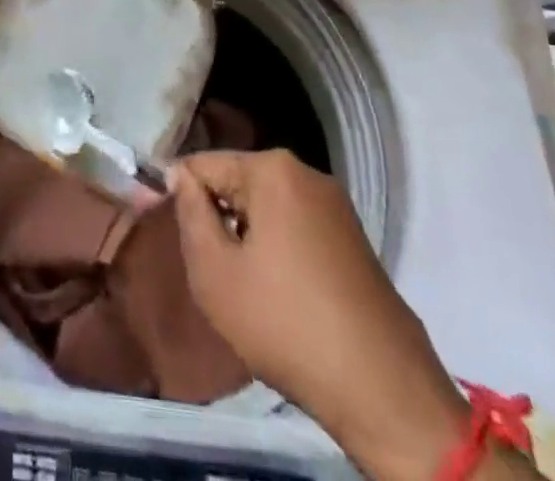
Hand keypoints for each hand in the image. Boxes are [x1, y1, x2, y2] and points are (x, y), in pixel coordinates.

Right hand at [171, 150, 473, 480]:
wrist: (383, 390)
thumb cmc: (285, 324)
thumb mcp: (214, 272)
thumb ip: (189, 213)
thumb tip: (179, 176)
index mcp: (272, 169)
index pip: (203, 164)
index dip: (178, 195)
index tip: (171, 234)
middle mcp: (306, 172)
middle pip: (237, 181)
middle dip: (217, 215)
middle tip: (209, 268)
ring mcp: (335, 205)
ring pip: (266, 205)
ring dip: (246, 234)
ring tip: (242, 285)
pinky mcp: (352, 237)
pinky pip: (295, 225)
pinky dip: (276, 247)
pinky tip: (277, 292)